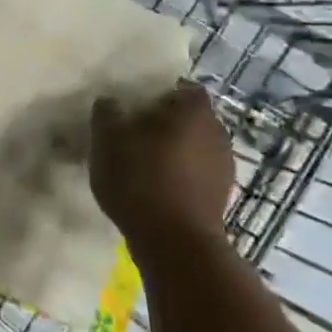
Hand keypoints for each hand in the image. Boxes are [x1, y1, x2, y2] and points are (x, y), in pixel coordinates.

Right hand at [89, 81, 235, 264]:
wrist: (174, 243)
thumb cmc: (141, 178)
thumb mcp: (107, 138)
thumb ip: (107, 112)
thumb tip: (111, 103)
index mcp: (194, 111)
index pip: (183, 88)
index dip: (160, 93)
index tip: (135, 105)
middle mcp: (217, 134)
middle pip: (189, 119)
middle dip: (165, 123)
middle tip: (132, 133)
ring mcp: (224, 168)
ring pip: (193, 148)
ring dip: (172, 152)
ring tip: (140, 165)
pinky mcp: (220, 198)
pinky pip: (195, 176)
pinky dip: (178, 178)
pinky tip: (153, 190)